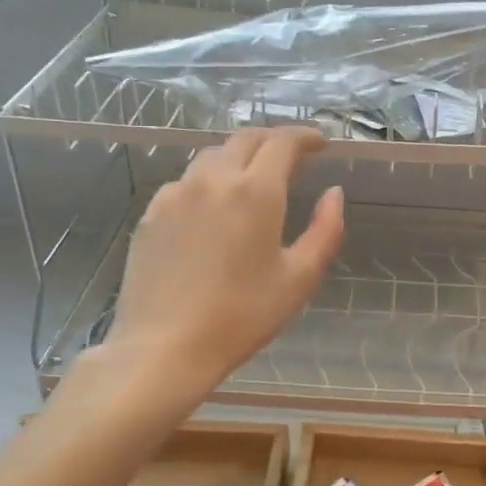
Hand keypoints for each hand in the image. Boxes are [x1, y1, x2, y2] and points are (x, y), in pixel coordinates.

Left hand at [105, 127, 343, 407]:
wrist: (164, 348)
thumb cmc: (241, 317)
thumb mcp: (299, 278)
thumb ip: (326, 230)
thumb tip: (333, 193)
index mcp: (255, 192)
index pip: (282, 143)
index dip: (305, 137)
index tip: (320, 143)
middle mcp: (213, 179)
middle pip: (245, 139)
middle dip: (273, 140)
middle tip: (292, 154)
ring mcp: (176, 193)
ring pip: (212, 156)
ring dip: (239, 156)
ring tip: (253, 176)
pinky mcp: (151, 213)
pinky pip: (186, 181)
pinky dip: (209, 181)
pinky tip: (213, 207)